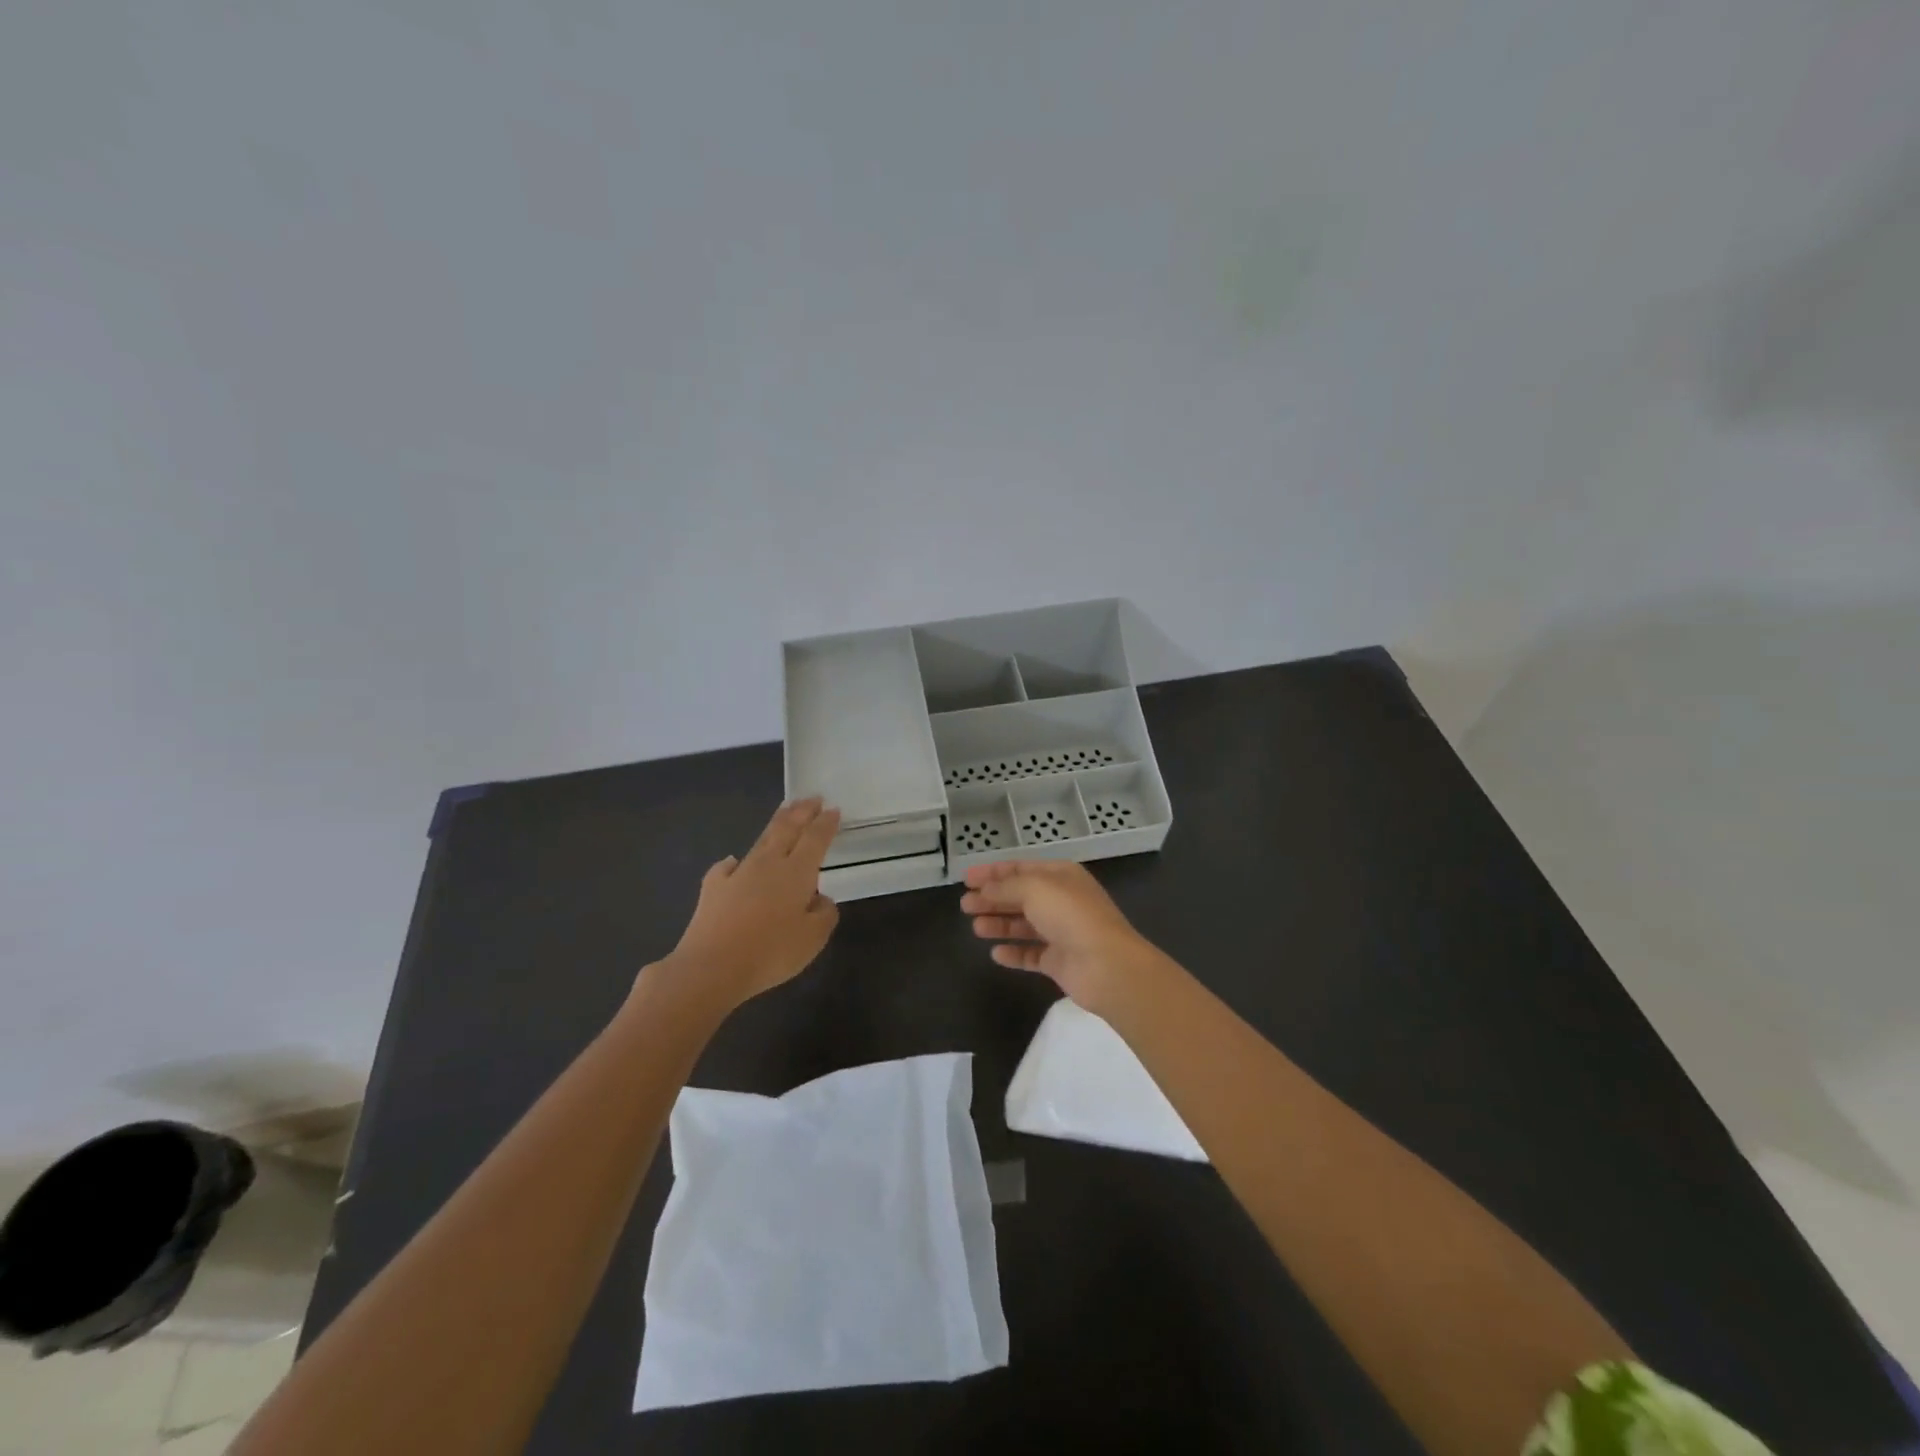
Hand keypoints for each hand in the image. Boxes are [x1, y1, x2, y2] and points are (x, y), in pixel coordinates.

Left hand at [653, 798, 841, 1010]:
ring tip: (785, 811)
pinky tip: (734, 862)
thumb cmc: (770, 953)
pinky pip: (727, 867)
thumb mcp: (813, 939)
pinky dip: (735, 862)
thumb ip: (824, 914)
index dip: (826, 824)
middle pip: (787, 829)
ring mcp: (738, 874)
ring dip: (776, 823)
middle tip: (813, 797)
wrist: (711, 967)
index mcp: (797, 872)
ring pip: (761, 840)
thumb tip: (820, 898)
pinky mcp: (713, 888)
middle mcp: (768, 864)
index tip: (834, 809)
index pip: (815, 839)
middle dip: (802, 811)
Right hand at [961, 860, 1163, 1015]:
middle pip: (1020, 896)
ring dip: (1000, 924)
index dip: (993, 872)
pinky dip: (1014, 952)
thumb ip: (1006, 887)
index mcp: (1061, 876)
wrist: (1106, 965)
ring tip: (976, 927)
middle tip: (964, 905)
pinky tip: (996, 953)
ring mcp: (1062, 932)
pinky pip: (1031, 954)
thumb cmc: (1071, 916)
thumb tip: (985, 890)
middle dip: (992, 899)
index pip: (1022, 868)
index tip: (966, 878)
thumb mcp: (1034, 888)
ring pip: (1024, 925)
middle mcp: (1062, 901)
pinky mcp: (1060, 961)